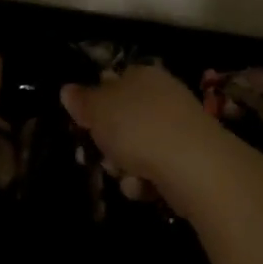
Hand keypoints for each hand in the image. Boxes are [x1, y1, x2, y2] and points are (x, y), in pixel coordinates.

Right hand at [61, 65, 227, 188]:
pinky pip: (155, 170)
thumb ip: (82, 100)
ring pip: (136, 149)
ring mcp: (178, 129)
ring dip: (123, 167)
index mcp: (142, 76)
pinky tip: (144, 188)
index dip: (95, 103)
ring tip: (125, 175)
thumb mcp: (99, 109)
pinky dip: (145, 182)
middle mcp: (162, 97)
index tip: (83, 123)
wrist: (195, 167)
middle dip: (108, 142)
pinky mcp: (189, 161)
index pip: (113, 81)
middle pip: (123, 119)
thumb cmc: (140, 128)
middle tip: (100, 154)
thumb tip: (68, 90)